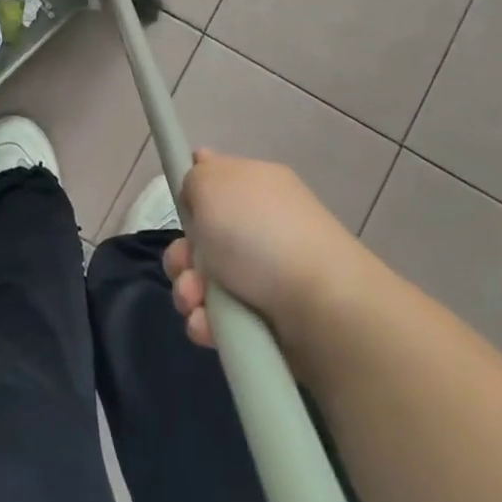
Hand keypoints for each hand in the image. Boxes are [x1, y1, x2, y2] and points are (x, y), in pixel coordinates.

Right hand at [162, 150, 379, 361]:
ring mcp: (267, 273)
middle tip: (185, 265)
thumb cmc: (258, 233)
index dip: (194, 189)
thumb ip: (194, 179)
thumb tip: (198, 194)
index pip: (219, 176)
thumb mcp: (212, 183)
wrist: (319, 306)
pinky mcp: (268, 318)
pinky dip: (208, 322)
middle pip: (203, 236)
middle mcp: (262, 224)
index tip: (183, 206)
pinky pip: (221, 317)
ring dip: (189, 291)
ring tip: (195, 302)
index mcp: (256, 184)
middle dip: (182, 254)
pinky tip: (208, 325)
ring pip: (205, 280)